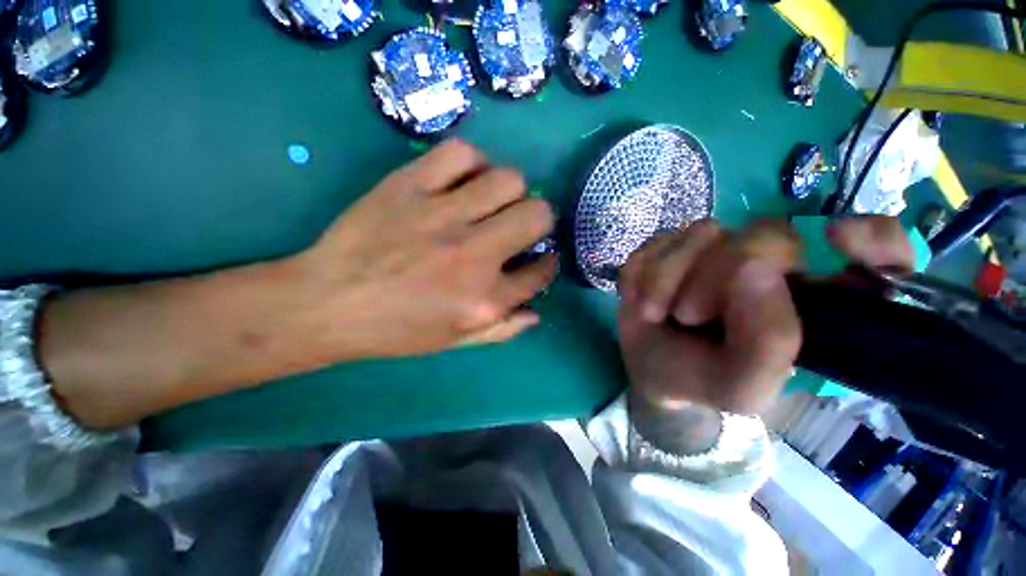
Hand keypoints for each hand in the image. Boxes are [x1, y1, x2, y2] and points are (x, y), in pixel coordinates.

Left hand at [40, 139, 554, 428]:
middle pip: (537, 215)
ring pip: (508, 179)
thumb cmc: (395, 330)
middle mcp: (473, 256)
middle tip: (521, 225)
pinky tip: (463, 179)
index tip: (541, 258)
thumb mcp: (454, 341)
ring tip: (493, 201)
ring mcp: (442, 216)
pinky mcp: (410, 186)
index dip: (546, 264)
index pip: (541, 272)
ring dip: (511, 190)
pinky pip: (460, 154)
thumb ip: (502, 330)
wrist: (327, 304)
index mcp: (485, 300)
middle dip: (539, 220)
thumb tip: (536, 312)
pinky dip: (472, 162)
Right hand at [618, 216, 913, 421]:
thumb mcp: (743, 387)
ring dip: (667, 279)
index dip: (872, 238)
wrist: (652, 372)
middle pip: (764, 233)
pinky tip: (643, 300)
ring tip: (656, 313)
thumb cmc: (705, 382)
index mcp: (813, 300)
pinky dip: (641, 276)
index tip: (837, 240)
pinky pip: (655, 244)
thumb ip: (768, 343)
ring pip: (701, 233)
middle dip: (715, 276)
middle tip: (688, 316)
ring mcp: (715, 250)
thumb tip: (754, 267)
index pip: (879, 250)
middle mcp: (772, 263)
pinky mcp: (670, 248)